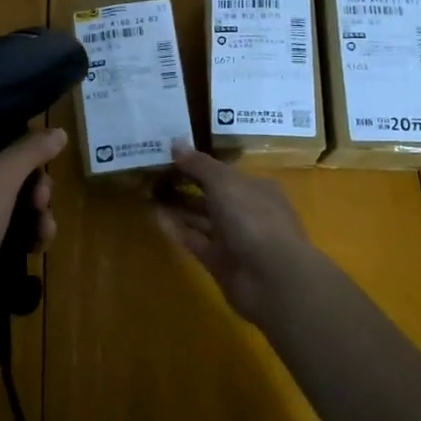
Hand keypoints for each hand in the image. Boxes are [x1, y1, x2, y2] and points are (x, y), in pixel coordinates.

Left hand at [0, 130, 67, 361]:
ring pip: (6, 206)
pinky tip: (37, 248)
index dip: (22, 148)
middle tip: (44, 202)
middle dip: (33, 188)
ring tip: (45, 233)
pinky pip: (0, 235)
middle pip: (3, 173)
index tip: (45, 165)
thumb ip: (29, 152)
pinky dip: (21, 238)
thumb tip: (58, 131)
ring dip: (34, 215)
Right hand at [153, 142, 319, 325]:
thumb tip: (175, 143)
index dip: (197, 163)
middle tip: (152, 174)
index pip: (223, 172)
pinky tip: (154, 216)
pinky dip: (176, 229)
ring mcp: (233, 238)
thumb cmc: (253, 219)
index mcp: (255, 187)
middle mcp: (246, 211)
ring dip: (177, 206)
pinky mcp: (219, 262)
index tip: (168, 155)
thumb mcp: (225, 183)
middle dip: (185, 184)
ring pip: (201, 218)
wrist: (272, 278)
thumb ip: (199, 164)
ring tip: (147, 192)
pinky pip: (194, 240)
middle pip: (211, 194)